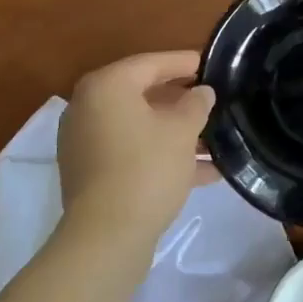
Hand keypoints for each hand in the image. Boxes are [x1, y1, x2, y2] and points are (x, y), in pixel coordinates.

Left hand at [57, 51, 215, 242]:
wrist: (106, 238)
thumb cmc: (146, 169)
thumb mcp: (182, 130)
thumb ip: (196, 104)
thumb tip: (202, 92)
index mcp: (107, 86)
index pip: (151, 63)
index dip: (184, 63)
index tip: (211, 64)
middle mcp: (89, 107)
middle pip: (143, 94)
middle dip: (181, 101)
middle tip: (213, 100)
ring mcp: (86, 142)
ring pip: (140, 127)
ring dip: (176, 133)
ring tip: (216, 140)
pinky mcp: (91, 174)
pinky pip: (132, 152)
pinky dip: (161, 155)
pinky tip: (203, 171)